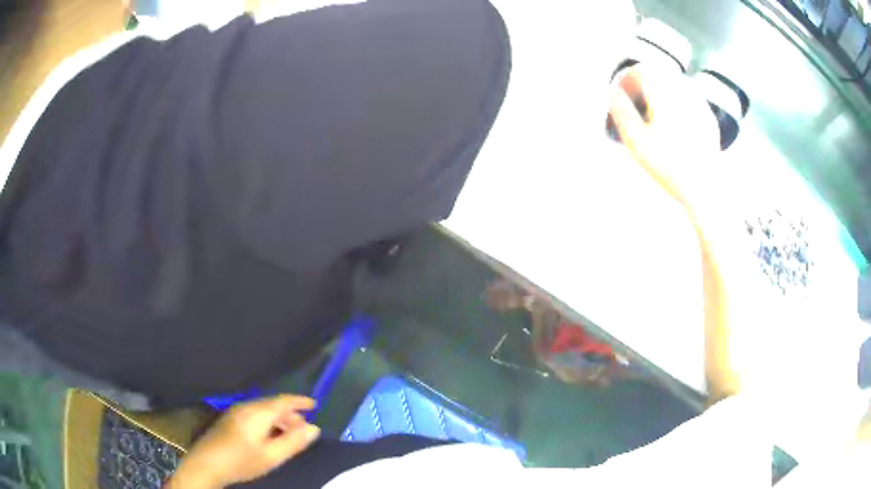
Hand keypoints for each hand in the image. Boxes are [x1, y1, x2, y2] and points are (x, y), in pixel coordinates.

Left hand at [170, 395, 320, 488]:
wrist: (207, 464)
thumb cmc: (242, 461)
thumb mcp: (272, 456)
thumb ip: (293, 442)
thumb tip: (314, 428)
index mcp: (257, 412)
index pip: (283, 401)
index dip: (300, 401)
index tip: (315, 404)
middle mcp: (246, 407)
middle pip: (273, 404)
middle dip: (291, 414)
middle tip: (305, 427)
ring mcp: (236, 412)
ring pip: (263, 410)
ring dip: (279, 419)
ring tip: (291, 434)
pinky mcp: (230, 420)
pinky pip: (254, 414)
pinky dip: (268, 422)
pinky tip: (271, 436)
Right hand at [608, 66, 720, 208]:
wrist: (705, 188)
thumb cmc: (668, 165)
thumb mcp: (635, 141)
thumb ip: (621, 111)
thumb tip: (612, 92)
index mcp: (663, 91)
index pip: (640, 71)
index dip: (626, 80)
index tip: (620, 98)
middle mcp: (682, 90)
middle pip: (657, 74)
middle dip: (643, 85)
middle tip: (636, 107)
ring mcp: (699, 102)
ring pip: (674, 84)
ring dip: (660, 93)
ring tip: (654, 116)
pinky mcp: (708, 116)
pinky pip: (689, 99)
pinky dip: (677, 104)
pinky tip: (674, 125)